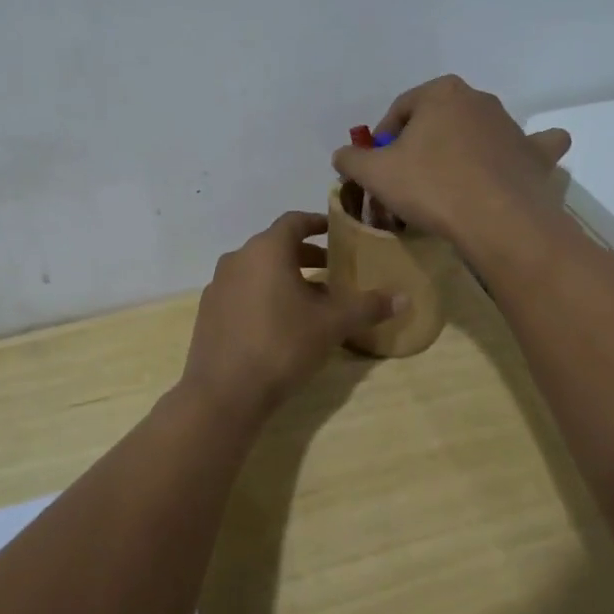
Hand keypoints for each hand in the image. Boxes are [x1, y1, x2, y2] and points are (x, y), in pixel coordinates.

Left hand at [179, 211, 394, 417]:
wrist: (225, 392)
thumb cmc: (282, 345)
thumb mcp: (331, 325)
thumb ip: (366, 307)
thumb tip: (404, 298)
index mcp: (266, 250)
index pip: (294, 221)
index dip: (316, 223)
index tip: (335, 232)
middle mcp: (238, 258)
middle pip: (275, 245)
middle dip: (305, 255)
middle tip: (332, 270)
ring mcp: (219, 285)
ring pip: (257, 269)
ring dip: (284, 276)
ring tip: (311, 300)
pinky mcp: (209, 311)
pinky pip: (242, 290)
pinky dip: (263, 294)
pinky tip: (280, 322)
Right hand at [331, 75, 570, 254]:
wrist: (498, 221)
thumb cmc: (431, 187)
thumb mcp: (374, 174)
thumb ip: (351, 159)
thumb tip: (343, 155)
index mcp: (440, 92)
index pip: (399, 111)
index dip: (382, 141)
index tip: (377, 170)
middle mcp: (479, 99)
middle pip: (437, 121)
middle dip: (420, 147)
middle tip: (407, 183)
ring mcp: (512, 125)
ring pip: (477, 134)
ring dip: (461, 152)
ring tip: (446, 189)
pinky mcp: (535, 154)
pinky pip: (528, 148)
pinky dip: (519, 155)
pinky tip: (511, 166)